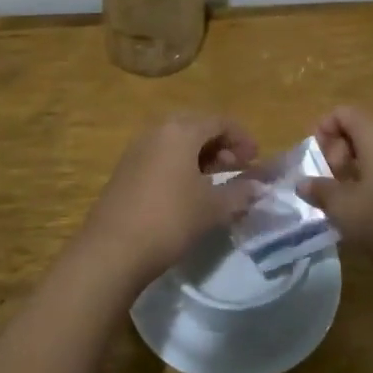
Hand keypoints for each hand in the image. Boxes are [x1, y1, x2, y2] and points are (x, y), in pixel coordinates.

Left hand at [74, 114, 259, 287]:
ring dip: (201, 155)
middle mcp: (156, 132)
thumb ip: (240, 192)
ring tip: (217, 180)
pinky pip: (161, 157)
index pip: (219, 121)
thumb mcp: (212, 208)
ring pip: (177, 142)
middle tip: (238, 167)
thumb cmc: (170, 220)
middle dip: (221, 144)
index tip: (256, 159)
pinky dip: (181, 165)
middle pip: (196, 127)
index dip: (242, 137)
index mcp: (180, 131)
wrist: (112, 250)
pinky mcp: (125, 170)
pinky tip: (189, 191)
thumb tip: (260, 187)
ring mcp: (137, 150)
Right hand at [297, 107, 372, 275]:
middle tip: (329, 183)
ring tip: (345, 202)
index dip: (324, 128)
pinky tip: (370, 213)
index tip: (315, 159)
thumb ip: (321, 191)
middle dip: (338, 153)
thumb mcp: (345, 208)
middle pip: (362, 131)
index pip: (346, 113)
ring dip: (356, 171)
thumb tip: (304, 183)